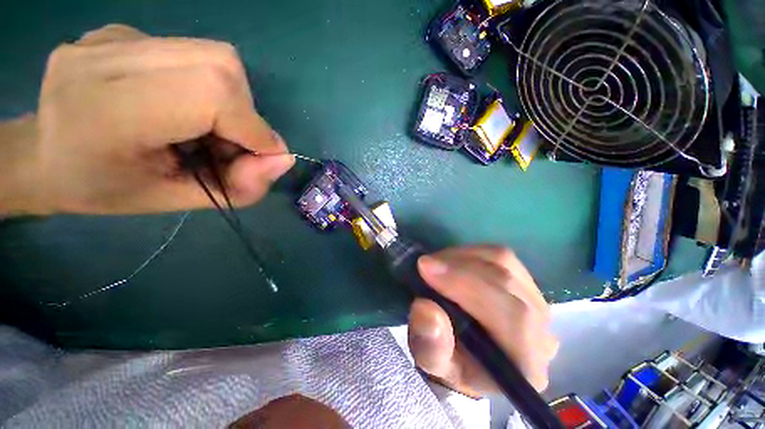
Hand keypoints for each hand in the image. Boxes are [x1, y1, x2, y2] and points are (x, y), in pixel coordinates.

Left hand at [0, 24, 292, 215]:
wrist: (40, 154)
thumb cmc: (102, 189)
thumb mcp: (174, 201)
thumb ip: (238, 187)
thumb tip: (284, 159)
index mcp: (107, 113)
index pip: (212, 95)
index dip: (253, 127)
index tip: (265, 156)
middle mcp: (107, 59)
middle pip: (220, 64)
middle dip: (245, 111)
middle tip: (229, 143)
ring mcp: (112, 38)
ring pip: (212, 55)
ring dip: (228, 98)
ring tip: (201, 126)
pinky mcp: (121, 32)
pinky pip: (190, 53)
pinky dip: (205, 85)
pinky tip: (177, 105)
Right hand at [409, 246, 557, 396]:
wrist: (469, 358)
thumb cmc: (452, 365)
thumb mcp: (432, 362)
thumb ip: (430, 345)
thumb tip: (426, 308)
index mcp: (527, 365)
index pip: (512, 317)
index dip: (467, 285)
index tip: (426, 269)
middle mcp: (543, 332)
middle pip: (508, 283)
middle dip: (460, 267)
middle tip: (426, 263)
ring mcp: (538, 303)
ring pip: (505, 262)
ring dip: (463, 257)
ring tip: (436, 263)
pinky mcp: (526, 283)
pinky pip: (500, 256)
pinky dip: (471, 253)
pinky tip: (452, 262)